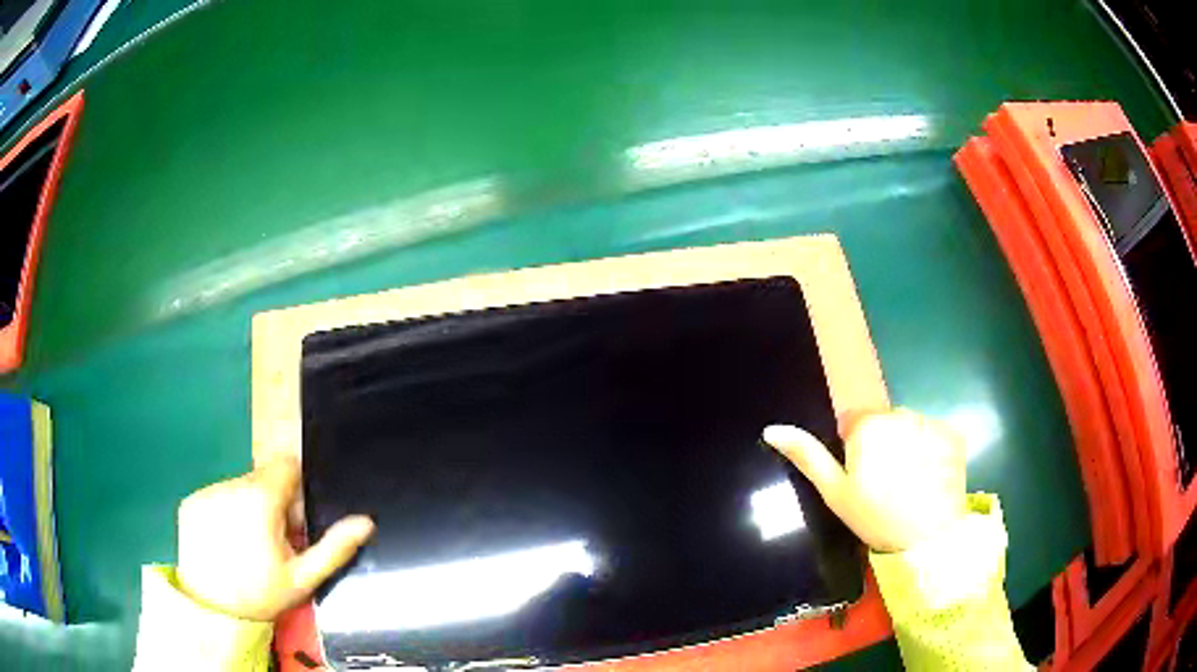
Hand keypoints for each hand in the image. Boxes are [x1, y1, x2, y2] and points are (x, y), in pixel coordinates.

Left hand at [176, 457, 374, 620]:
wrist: (213, 611)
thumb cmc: (262, 594)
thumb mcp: (303, 578)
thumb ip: (334, 547)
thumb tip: (366, 521)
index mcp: (261, 498)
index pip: (286, 466)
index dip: (297, 489)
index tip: (296, 521)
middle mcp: (230, 485)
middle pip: (262, 479)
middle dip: (274, 503)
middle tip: (274, 542)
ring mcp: (206, 493)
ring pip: (238, 488)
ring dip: (248, 508)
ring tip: (248, 546)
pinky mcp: (190, 503)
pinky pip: (216, 497)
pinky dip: (225, 513)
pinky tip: (226, 543)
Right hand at [763, 409, 966, 552]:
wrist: (928, 537)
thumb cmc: (875, 516)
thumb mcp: (834, 492)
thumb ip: (807, 456)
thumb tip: (771, 429)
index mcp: (868, 425)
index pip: (854, 424)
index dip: (855, 451)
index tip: (863, 478)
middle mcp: (900, 413)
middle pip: (884, 423)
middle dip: (883, 446)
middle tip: (886, 485)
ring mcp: (930, 422)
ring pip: (910, 428)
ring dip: (908, 447)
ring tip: (910, 484)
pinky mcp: (953, 434)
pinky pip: (934, 435)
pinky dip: (931, 451)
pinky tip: (929, 478)